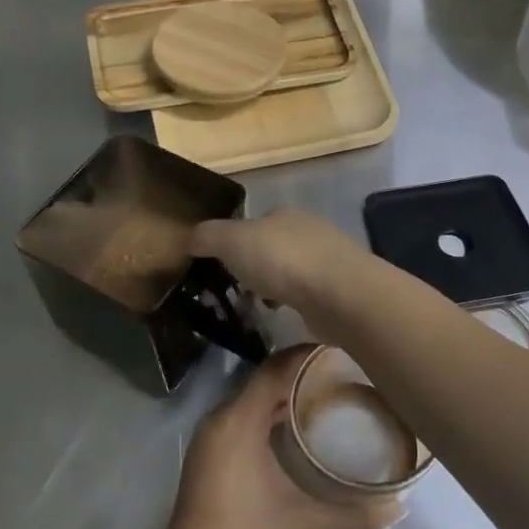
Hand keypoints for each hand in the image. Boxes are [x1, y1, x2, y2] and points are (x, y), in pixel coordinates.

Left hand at [160, 348, 401, 528]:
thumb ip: (356, 518)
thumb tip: (400, 506)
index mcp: (240, 420)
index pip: (275, 368)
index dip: (307, 355)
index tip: (341, 351)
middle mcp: (221, 417)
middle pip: (264, 378)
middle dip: (301, 373)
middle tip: (342, 375)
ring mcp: (210, 435)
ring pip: (252, 397)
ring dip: (284, 393)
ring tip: (325, 397)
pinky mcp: (207, 451)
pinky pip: (242, 414)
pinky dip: (268, 412)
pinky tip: (294, 430)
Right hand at [190, 210, 367, 315]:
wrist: (339, 293)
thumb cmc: (281, 260)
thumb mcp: (231, 241)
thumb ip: (207, 236)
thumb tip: (188, 238)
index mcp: (283, 214)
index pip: (253, 223)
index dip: (234, 243)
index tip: (219, 267)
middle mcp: (308, 230)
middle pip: (272, 247)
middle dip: (254, 267)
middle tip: (234, 290)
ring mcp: (327, 258)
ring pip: (290, 271)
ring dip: (273, 286)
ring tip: (256, 307)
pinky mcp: (339, 288)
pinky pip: (306, 292)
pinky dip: (292, 301)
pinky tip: (282, 315)